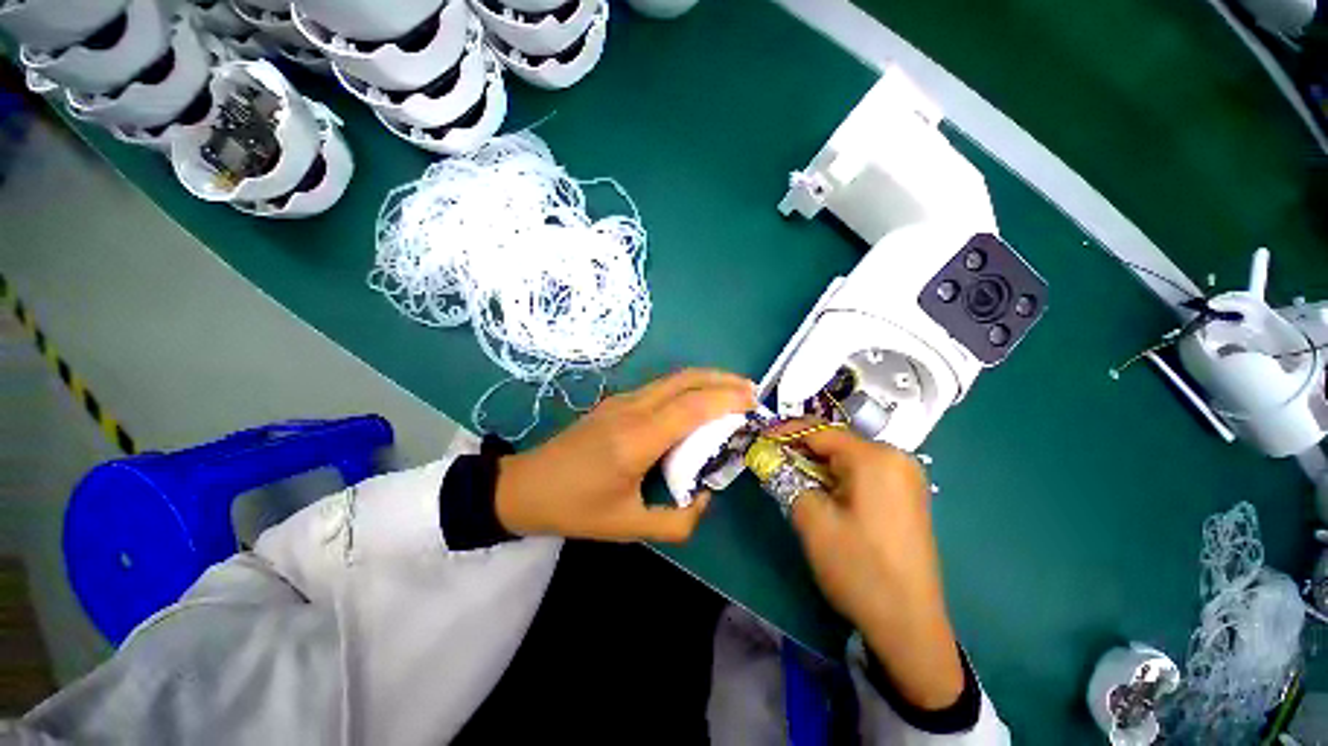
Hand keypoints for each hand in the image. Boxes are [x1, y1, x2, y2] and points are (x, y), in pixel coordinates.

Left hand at [495, 369, 754, 542]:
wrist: (526, 486)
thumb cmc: (576, 508)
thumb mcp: (628, 527)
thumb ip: (677, 522)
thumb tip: (704, 499)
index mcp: (637, 439)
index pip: (692, 407)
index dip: (726, 399)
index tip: (754, 403)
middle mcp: (633, 409)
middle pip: (686, 380)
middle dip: (723, 379)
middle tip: (751, 391)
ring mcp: (622, 400)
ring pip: (673, 378)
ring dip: (706, 379)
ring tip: (732, 391)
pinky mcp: (616, 401)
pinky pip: (661, 386)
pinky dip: (688, 386)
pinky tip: (697, 401)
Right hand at [788, 426, 964, 709]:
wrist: (909, 624)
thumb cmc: (858, 567)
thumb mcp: (812, 519)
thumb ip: (786, 478)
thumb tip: (770, 457)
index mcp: (875, 457)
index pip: (820, 432)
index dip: (786, 433)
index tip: (760, 438)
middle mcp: (896, 458)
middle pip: (837, 443)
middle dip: (802, 450)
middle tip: (773, 461)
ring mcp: (906, 477)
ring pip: (849, 458)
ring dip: (818, 465)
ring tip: (792, 478)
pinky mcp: (907, 495)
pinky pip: (864, 473)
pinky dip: (838, 477)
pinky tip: (822, 493)